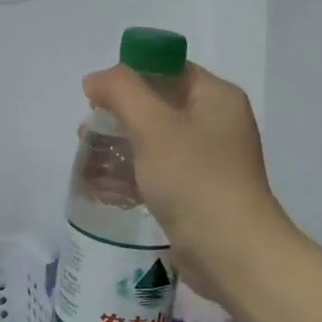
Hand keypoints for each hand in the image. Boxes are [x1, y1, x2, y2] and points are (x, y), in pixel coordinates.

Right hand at [82, 61, 291, 304]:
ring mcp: (210, 159)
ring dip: (122, 144)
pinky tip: (106, 186)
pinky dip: (134, 172)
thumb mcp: (153, 126)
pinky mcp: (199, 191)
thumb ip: (121, 91)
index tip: (95, 96)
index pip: (167, 68)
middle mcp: (217, 122)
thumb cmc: (194, 180)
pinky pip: (160, 170)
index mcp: (216, 97)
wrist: (233, 253)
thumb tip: (96, 80)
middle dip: (119, 113)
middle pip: (159, 103)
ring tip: (89, 158)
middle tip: (88, 130)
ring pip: (156, 139)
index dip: (129, 75)